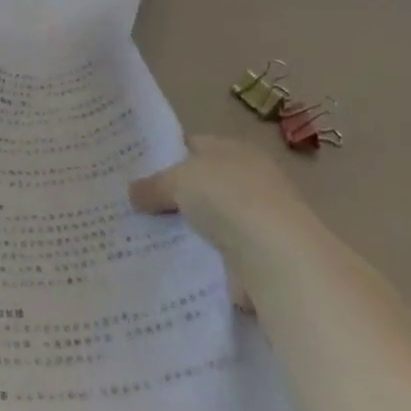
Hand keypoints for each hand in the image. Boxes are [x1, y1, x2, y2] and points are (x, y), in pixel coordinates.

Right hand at [130, 133, 314, 257]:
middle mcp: (250, 180)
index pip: (194, 146)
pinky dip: (202, 261)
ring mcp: (257, 221)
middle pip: (202, 185)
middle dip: (175, 196)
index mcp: (235, 150)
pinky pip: (219, 255)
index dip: (167, 156)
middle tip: (136, 206)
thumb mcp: (178, 180)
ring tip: (147, 238)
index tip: (137, 172)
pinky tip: (173, 265)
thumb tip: (132, 193)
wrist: (278, 258)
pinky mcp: (259, 259)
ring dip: (189, 231)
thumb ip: (154, 185)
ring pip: (210, 222)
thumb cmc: (228, 198)